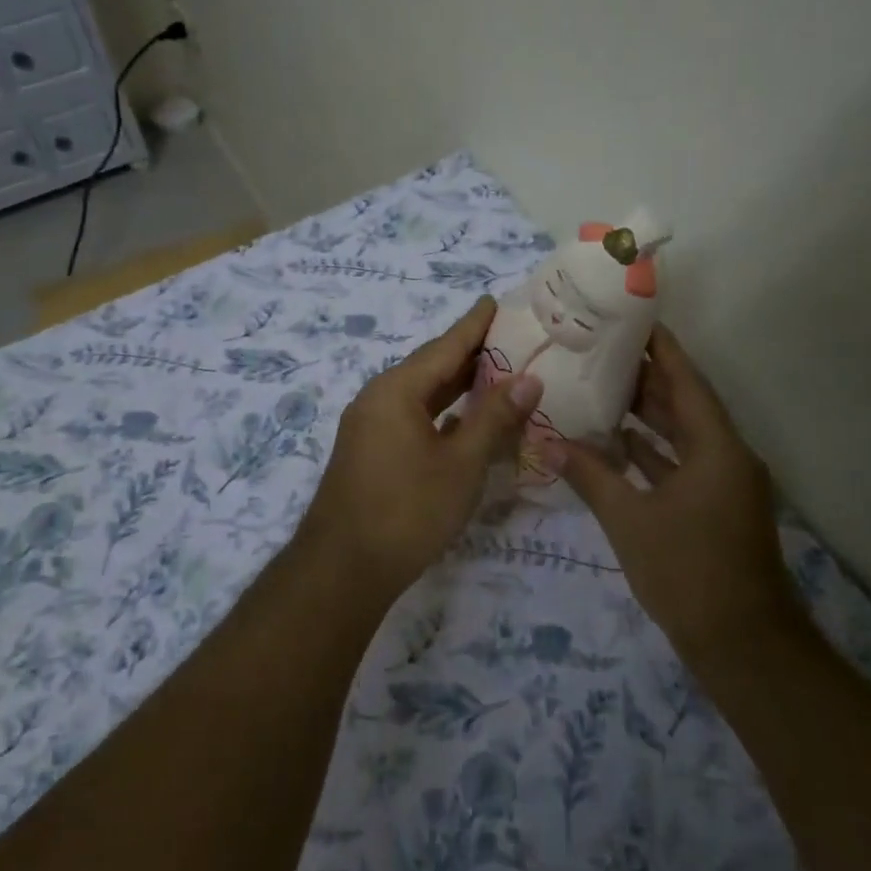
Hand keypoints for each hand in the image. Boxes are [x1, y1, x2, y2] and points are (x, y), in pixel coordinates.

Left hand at [299, 296, 541, 596]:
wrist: (342, 570)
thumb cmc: (407, 511)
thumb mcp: (461, 464)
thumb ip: (494, 418)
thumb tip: (528, 379)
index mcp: (397, 390)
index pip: (444, 346)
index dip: (474, 324)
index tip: (495, 300)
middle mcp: (378, 398)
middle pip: (431, 367)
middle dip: (469, 353)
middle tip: (509, 336)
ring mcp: (370, 426)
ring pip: (421, 394)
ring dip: (457, 385)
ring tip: (496, 372)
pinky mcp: (370, 452)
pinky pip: (411, 417)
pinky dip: (441, 412)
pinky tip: (465, 420)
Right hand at [547, 324, 799, 657]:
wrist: (743, 646)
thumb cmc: (687, 572)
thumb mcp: (630, 520)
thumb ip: (590, 476)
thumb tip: (547, 443)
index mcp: (716, 448)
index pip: (687, 380)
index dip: (661, 348)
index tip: (633, 319)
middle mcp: (727, 456)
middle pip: (686, 403)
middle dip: (647, 377)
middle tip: (602, 350)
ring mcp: (724, 484)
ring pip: (684, 435)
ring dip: (649, 415)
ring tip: (602, 387)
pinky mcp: (717, 508)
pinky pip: (683, 464)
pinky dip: (653, 452)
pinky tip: (618, 443)